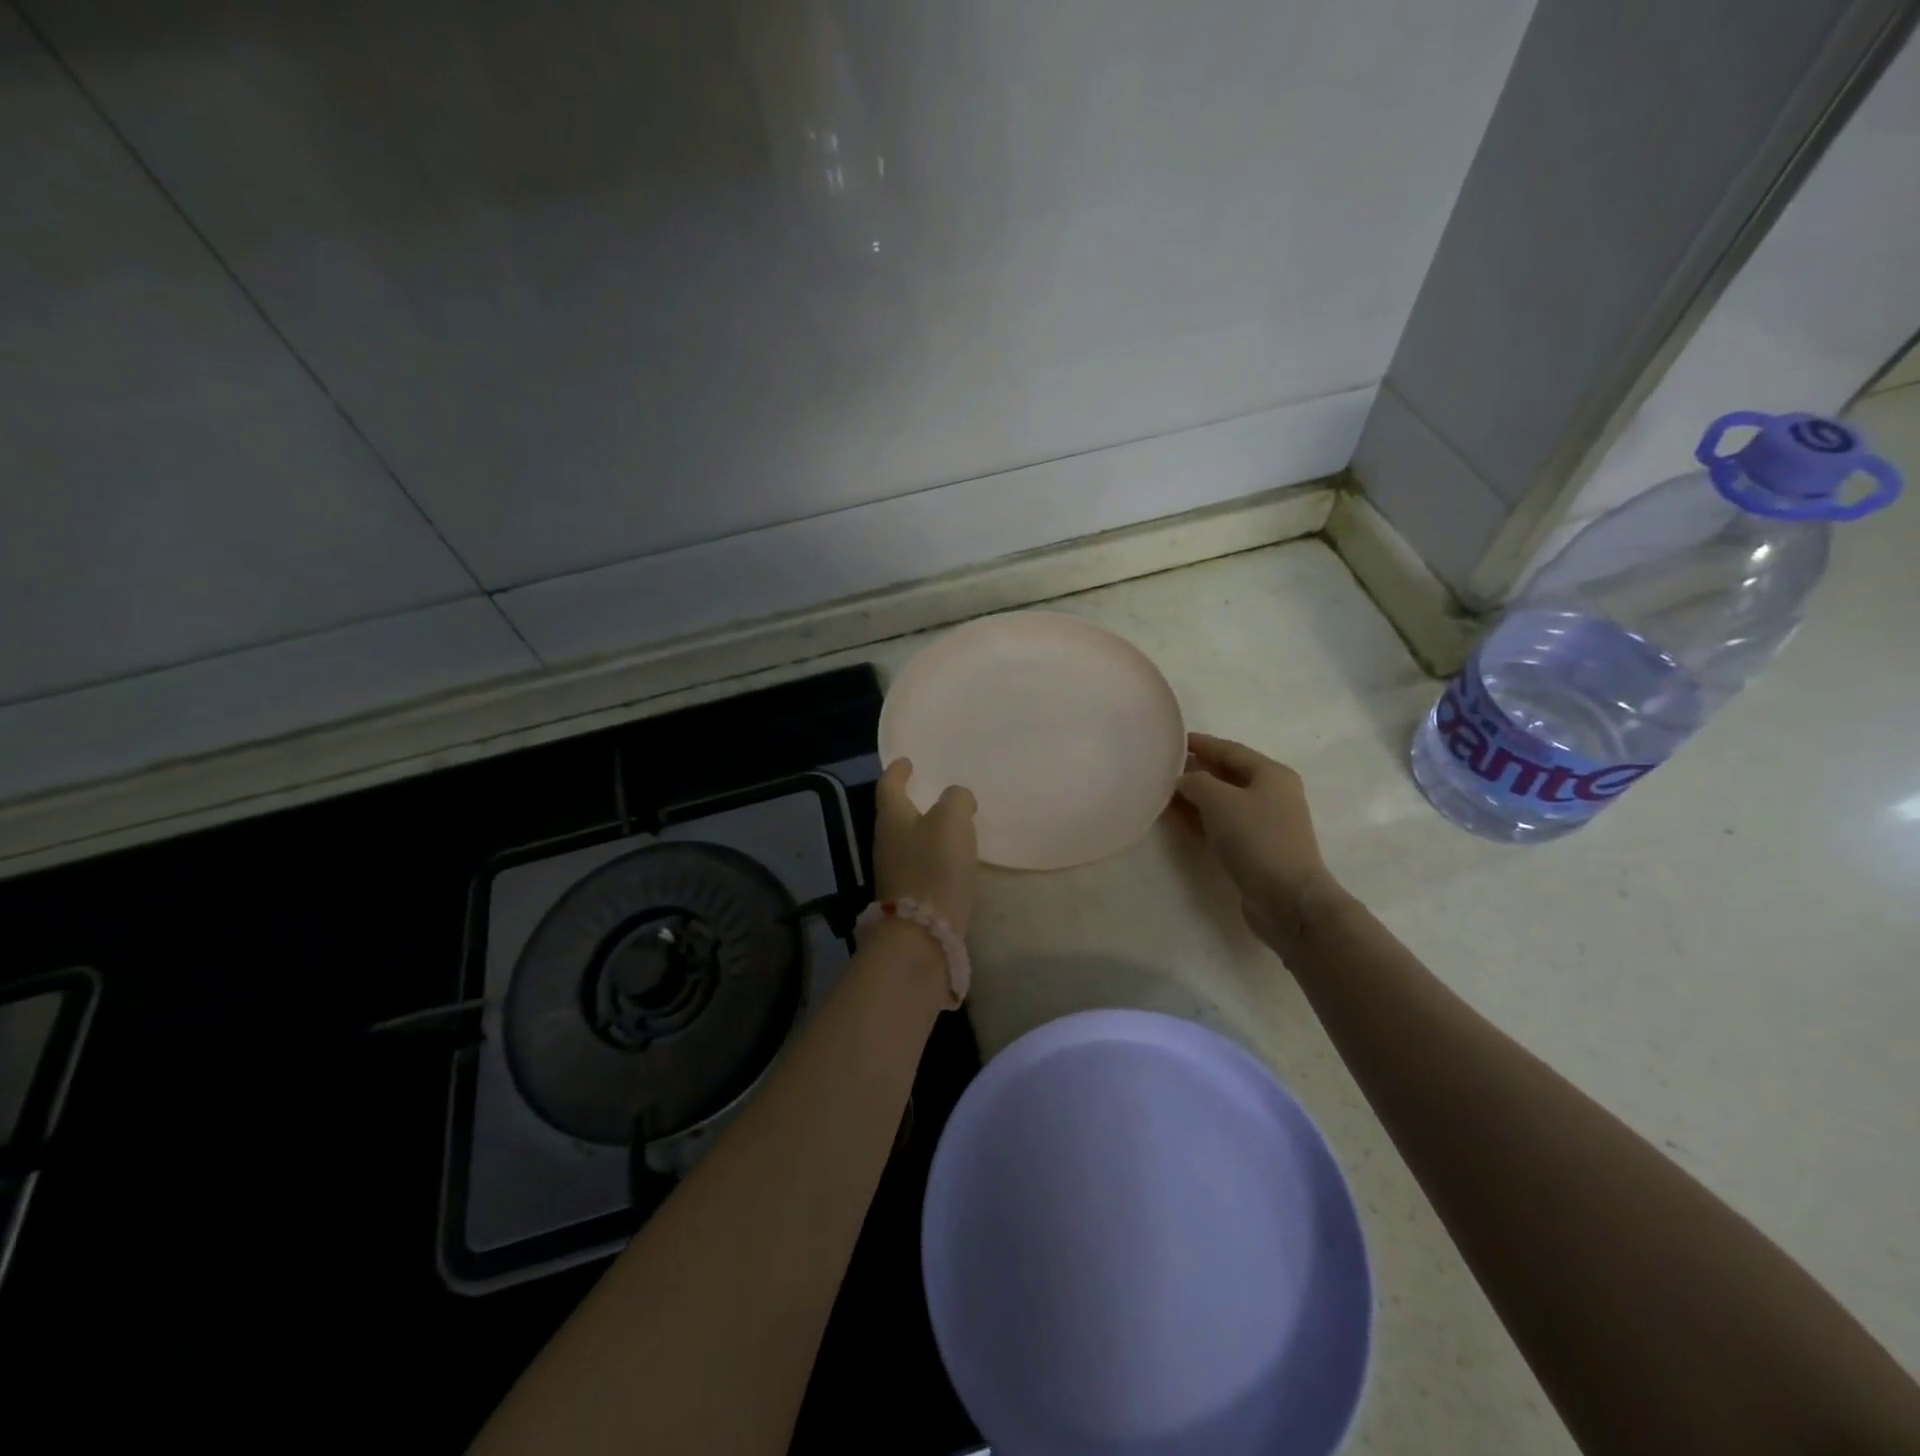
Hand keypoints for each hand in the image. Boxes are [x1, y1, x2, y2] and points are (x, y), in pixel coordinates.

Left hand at [874, 759, 978, 935]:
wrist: (924, 933)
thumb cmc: (935, 867)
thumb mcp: (952, 820)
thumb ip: (956, 799)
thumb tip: (957, 799)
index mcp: (891, 817)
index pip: (889, 785)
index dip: (898, 771)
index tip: (907, 761)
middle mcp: (885, 842)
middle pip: (895, 813)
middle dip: (912, 800)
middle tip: (933, 791)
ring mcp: (893, 871)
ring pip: (907, 839)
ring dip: (924, 829)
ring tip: (949, 824)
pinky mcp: (907, 895)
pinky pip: (919, 863)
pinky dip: (932, 854)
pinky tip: (951, 858)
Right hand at [1175, 733, 1346, 953]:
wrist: (1287, 898)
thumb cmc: (1256, 839)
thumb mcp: (1219, 801)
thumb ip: (1196, 782)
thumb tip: (1182, 780)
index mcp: (1271, 773)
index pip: (1230, 750)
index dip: (1201, 744)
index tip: (1173, 740)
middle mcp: (1273, 794)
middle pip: (1228, 775)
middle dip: (1196, 770)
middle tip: (1163, 768)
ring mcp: (1267, 824)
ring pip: (1224, 802)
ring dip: (1196, 797)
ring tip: (1164, 794)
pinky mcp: (1258, 849)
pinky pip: (1224, 825)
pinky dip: (1203, 820)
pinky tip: (1181, 821)